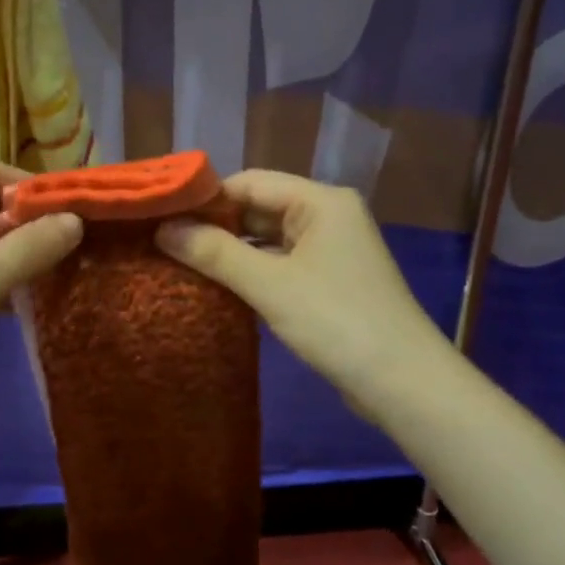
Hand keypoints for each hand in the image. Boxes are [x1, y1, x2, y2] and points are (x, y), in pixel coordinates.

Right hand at [156, 170, 454, 416]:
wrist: (402, 382)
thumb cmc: (336, 321)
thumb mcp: (270, 284)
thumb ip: (215, 253)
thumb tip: (163, 230)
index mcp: (320, 201)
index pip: (250, 182)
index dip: (206, 197)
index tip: (162, 215)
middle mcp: (327, 216)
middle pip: (259, 209)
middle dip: (214, 225)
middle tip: (163, 242)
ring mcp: (330, 251)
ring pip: (268, 240)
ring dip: (230, 252)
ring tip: (179, 262)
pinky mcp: (329, 282)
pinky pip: (280, 265)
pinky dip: (251, 272)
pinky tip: (217, 287)